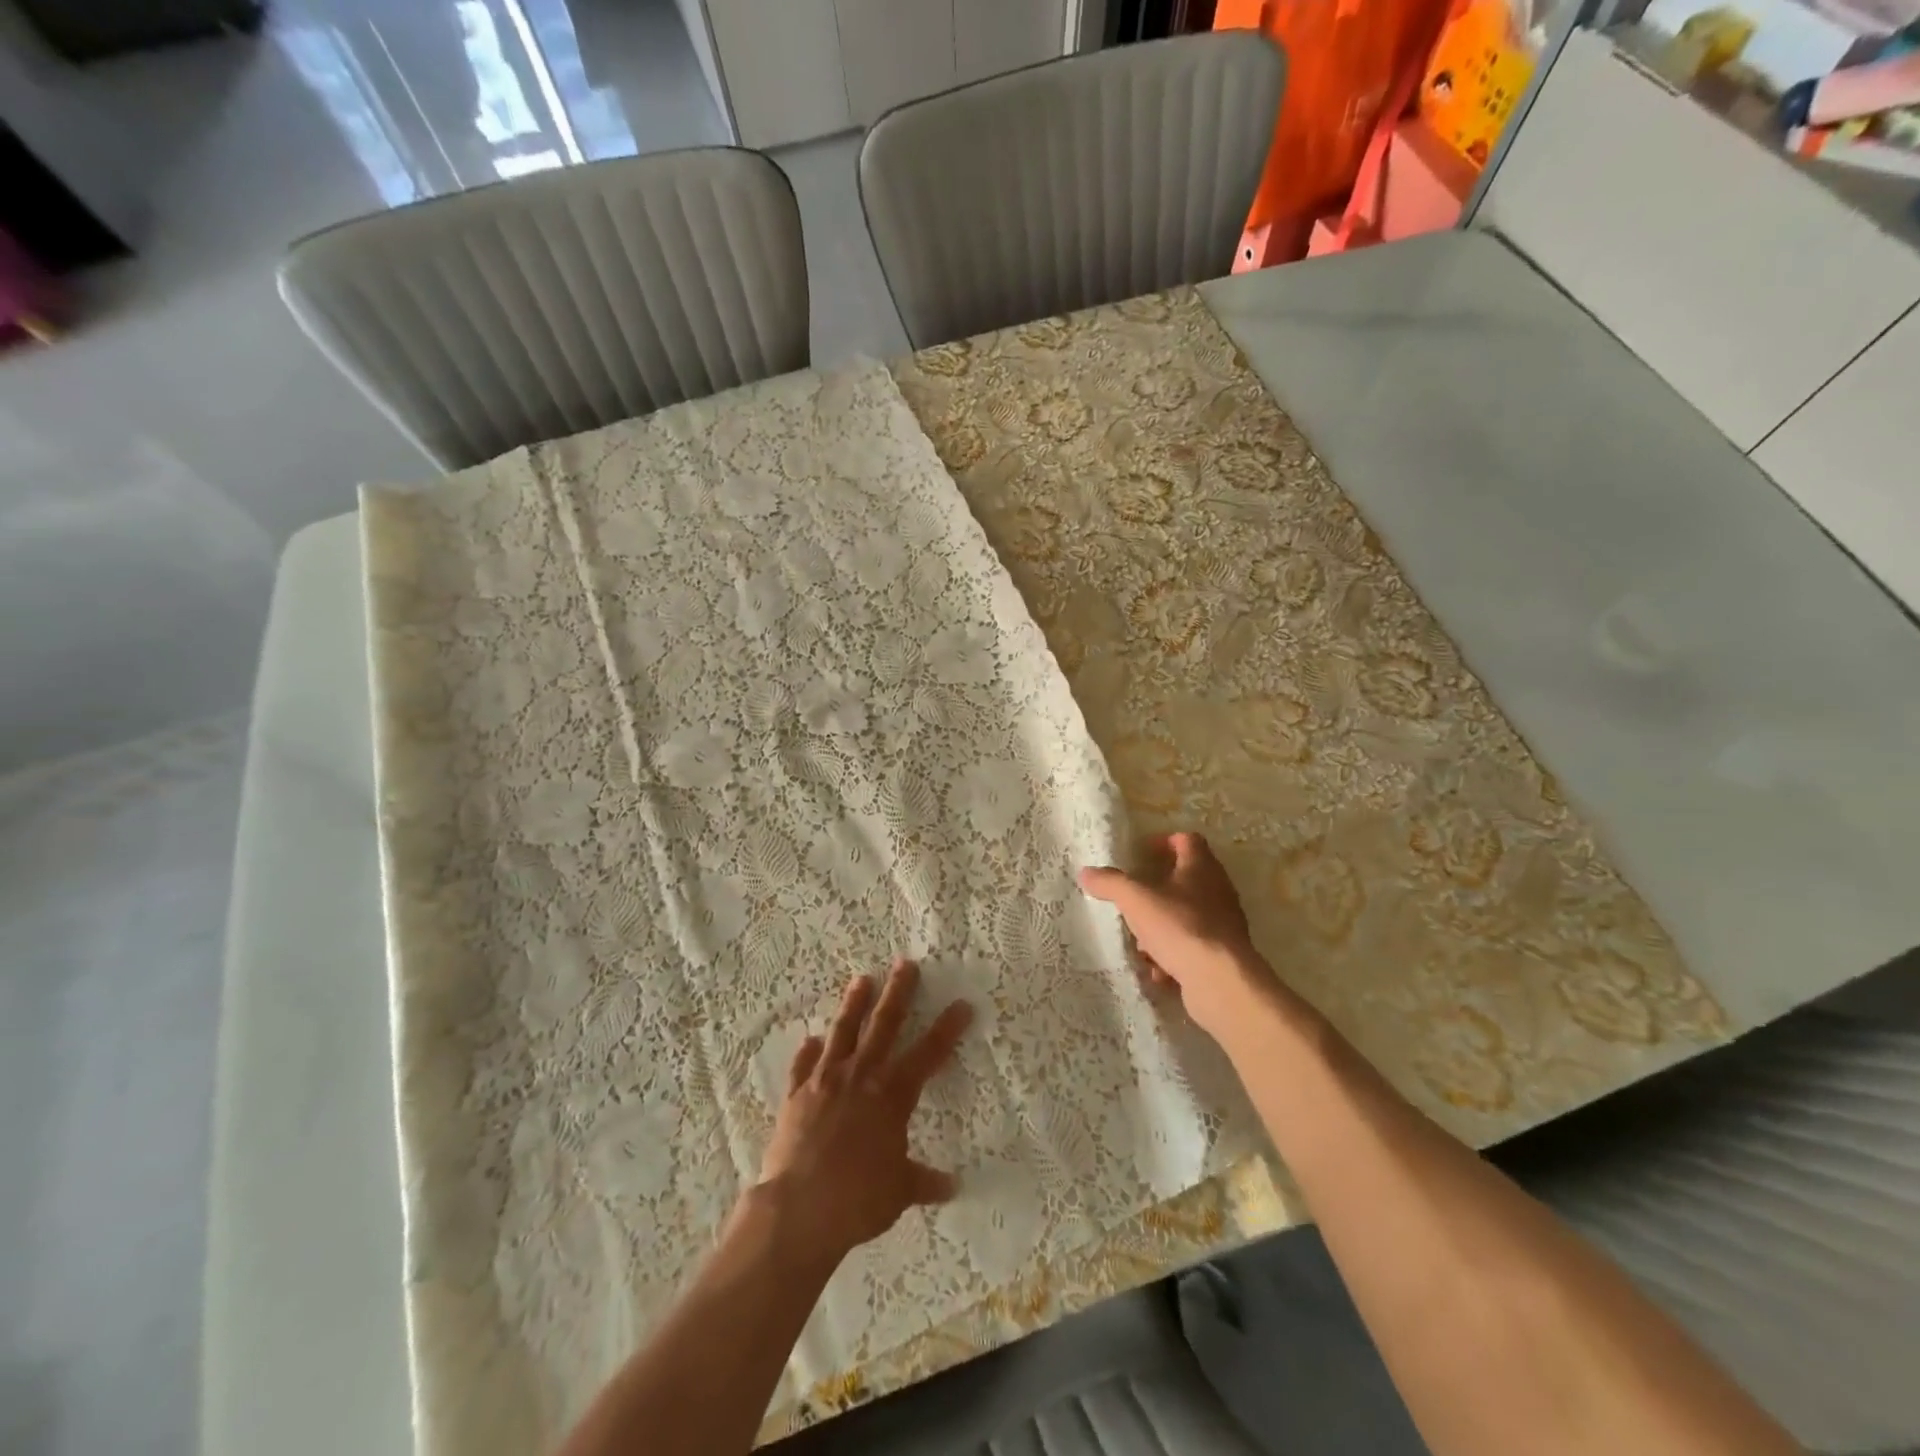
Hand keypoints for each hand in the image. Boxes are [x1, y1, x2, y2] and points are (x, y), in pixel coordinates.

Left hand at [756, 958, 972, 1267]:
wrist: (798, 1210)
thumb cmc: (857, 1199)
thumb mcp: (899, 1192)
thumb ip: (924, 1181)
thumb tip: (953, 1186)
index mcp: (892, 1095)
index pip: (928, 1054)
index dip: (947, 1028)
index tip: (962, 1004)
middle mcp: (861, 1077)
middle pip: (884, 1025)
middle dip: (898, 992)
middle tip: (905, 963)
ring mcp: (825, 1081)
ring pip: (843, 1032)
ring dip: (853, 1005)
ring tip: (861, 979)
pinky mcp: (796, 1095)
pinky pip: (803, 1066)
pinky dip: (808, 1052)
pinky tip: (811, 1039)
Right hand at [1078, 832, 1270, 1043]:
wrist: (1220, 981)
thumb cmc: (1180, 927)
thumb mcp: (1136, 900)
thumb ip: (1111, 883)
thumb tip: (1086, 872)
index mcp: (1201, 868)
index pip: (1188, 840)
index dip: (1165, 841)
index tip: (1143, 852)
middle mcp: (1217, 891)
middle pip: (1186, 880)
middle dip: (1157, 889)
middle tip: (1134, 897)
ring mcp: (1223, 924)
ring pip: (1186, 916)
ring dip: (1161, 926)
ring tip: (1140, 941)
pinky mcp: (1222, 955)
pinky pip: (1192, 947)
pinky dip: (1173, 955)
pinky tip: (1157, 970)